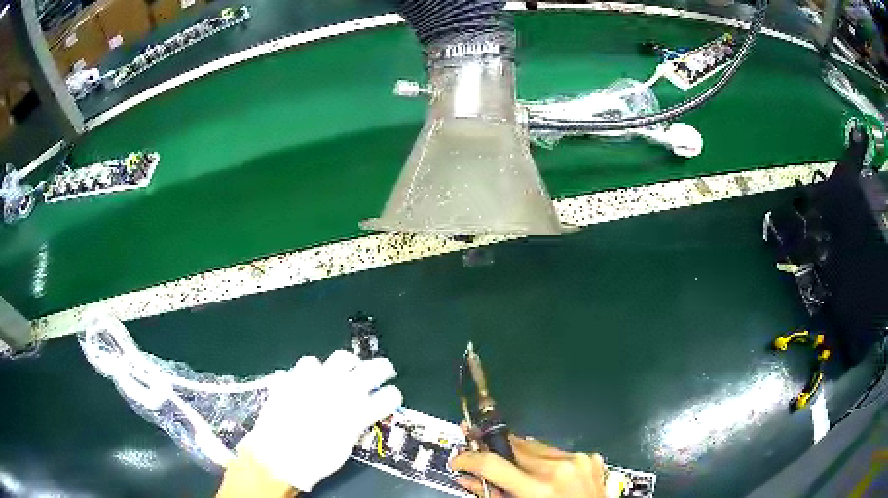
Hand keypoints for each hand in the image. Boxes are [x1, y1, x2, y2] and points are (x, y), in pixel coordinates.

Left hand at [236, 350, 402, 492]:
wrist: (278, 455)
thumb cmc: (316, 459)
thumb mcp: (346, 446)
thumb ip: (357, 424)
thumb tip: (363, 413)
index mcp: (358, 411)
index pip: (388, 396)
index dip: (393, 396)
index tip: (391, 397)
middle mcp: (342, 390)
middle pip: (372, 368)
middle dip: (383, 368)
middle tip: (384, 370)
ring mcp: (318, 379)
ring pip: (341, 358)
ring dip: (347, 364)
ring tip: (346, 369)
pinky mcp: (297, 376)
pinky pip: (309, 363)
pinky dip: (314, 370)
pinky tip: (311, 379)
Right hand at [451, 435, 607, 497]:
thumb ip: (491, 496)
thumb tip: (465, 478)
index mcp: (539, 489)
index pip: (492, 463)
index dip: (468, 459)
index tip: (458, 461)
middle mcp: (560, 468)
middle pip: (514, 447)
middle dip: (495, 451)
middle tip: (481, 456)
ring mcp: (579, 459)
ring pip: (535, 446)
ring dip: (520, 455)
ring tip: (516, 469)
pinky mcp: (591, 457)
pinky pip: (557, 452)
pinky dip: (545, 460)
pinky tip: (545, 474)